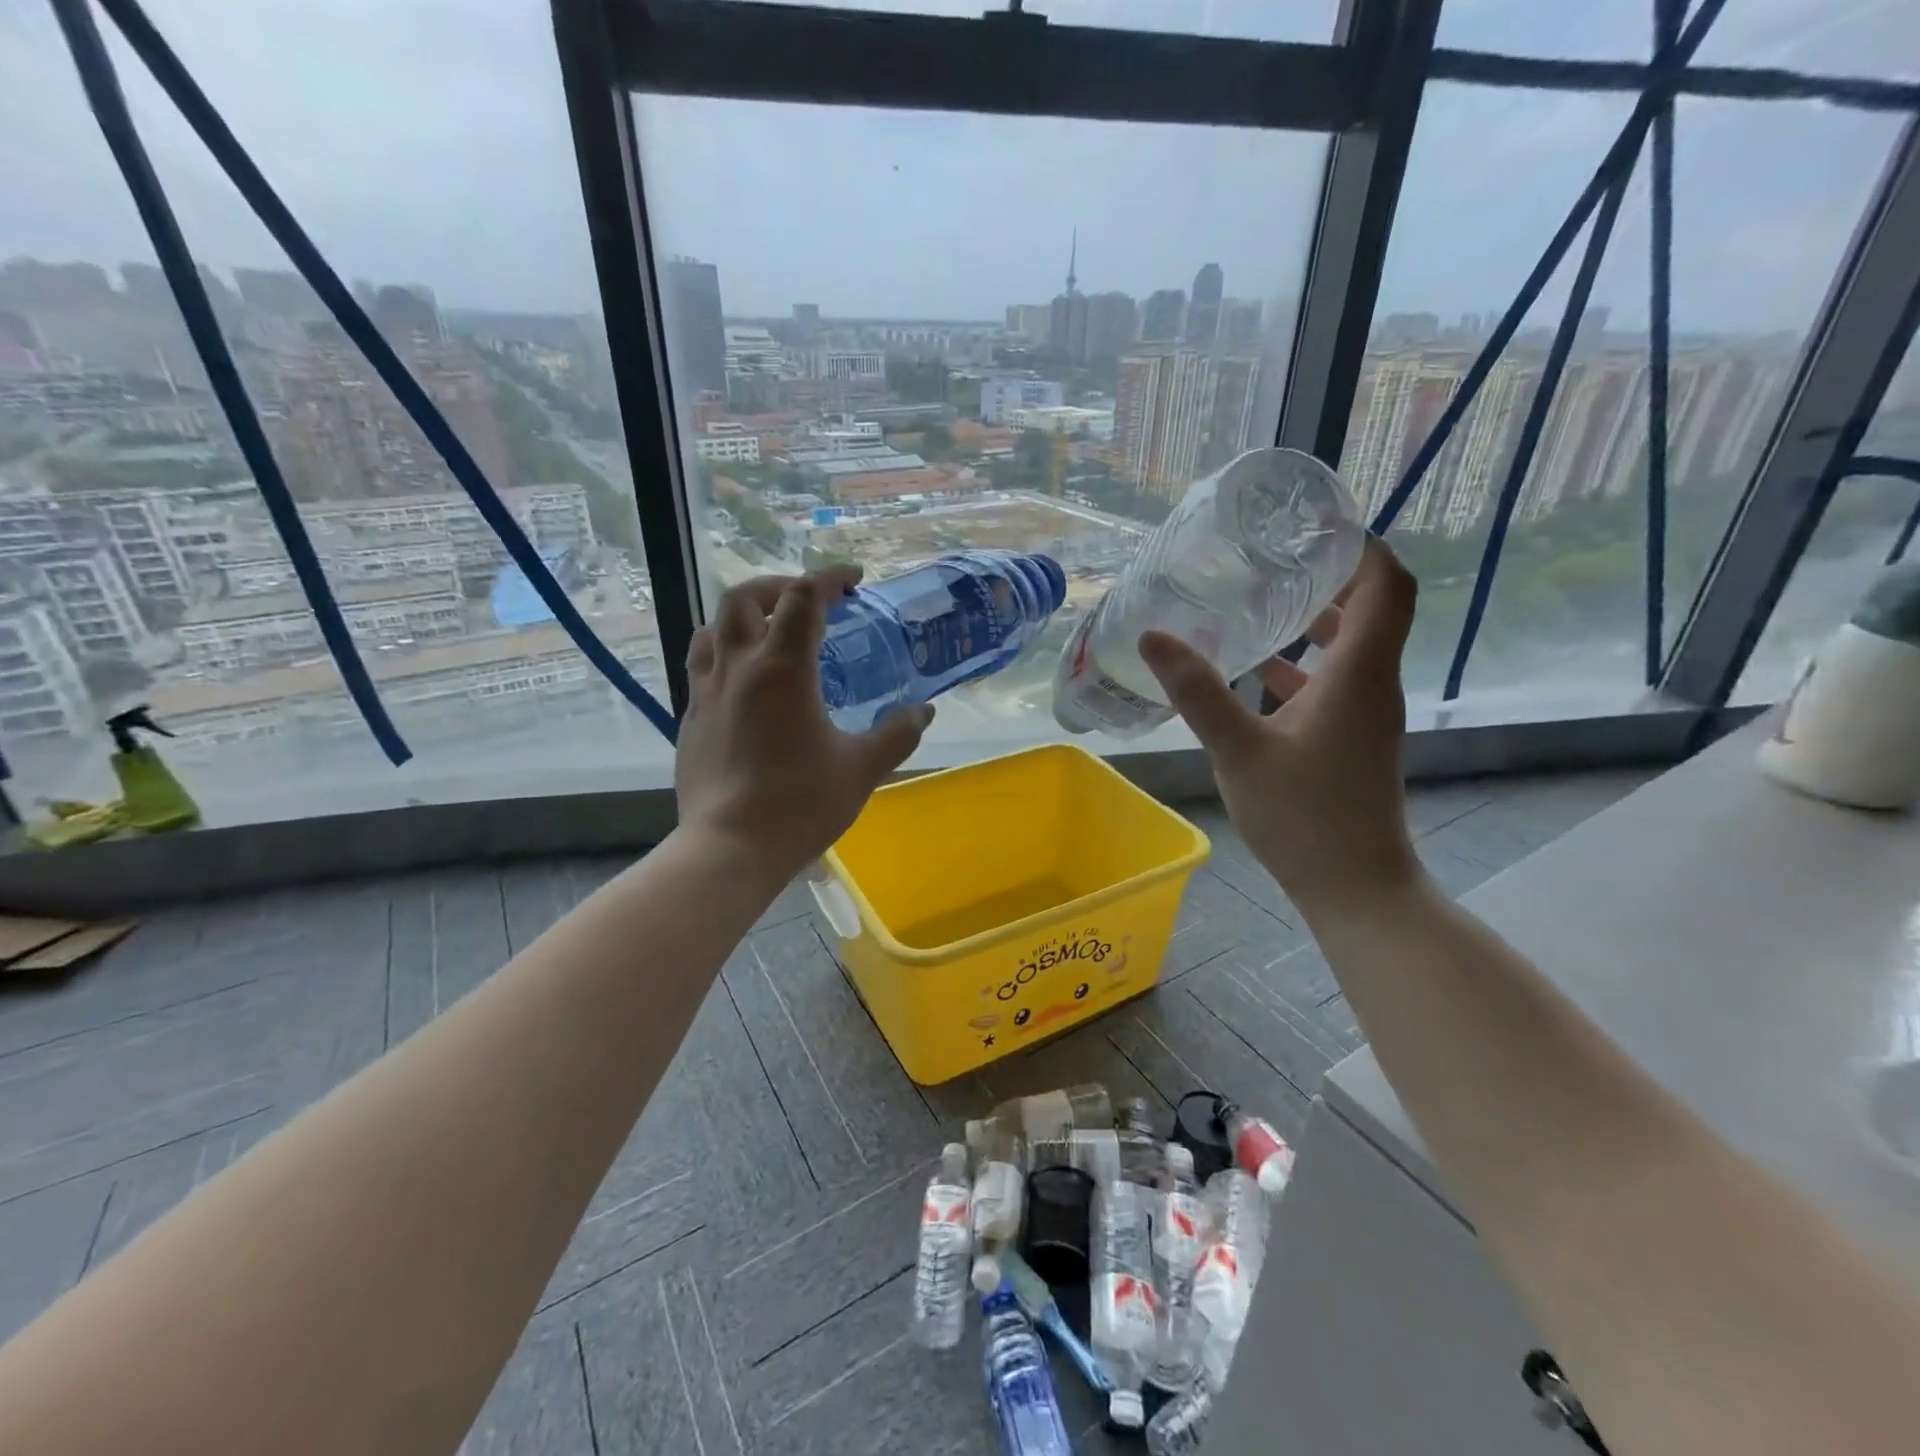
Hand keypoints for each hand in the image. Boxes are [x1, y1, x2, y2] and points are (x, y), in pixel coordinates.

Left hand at [674, 566, 932, 884]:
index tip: (853, 580)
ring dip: (744, 617)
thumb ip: (897, 733)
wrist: (729, 848)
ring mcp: (706, 692)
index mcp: (783, 670)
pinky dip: (725, 653)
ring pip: (713, 628)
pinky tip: (746, 682)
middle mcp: (738, 668)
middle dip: (778, 587)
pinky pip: (702, 665)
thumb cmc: (800, 804)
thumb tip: (924, 710)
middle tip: (807, 602)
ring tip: (770, 632)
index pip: (804, 598)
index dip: (830, 578)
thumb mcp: (861, 768)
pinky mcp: (690, 718)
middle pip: (744, 597)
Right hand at [1139, 536, 1420, 916]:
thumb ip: (1198, 692)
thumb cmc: (1303, 816)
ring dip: (1317, 621)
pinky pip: (1336, 682)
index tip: (1319, 523)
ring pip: (1352, 647)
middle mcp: (1374, 684)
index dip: (1363, 546)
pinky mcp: (1354, 738)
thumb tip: (1154, 638)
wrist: (1355, 886)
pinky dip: (1305, 665)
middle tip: (1277, 555)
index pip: (1387, 586)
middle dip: (1331, 576)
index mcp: (1359, 675)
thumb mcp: (1239, 750)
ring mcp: (1367, 714)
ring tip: (1260, 601)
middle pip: (1373, 609)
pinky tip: (1257, 672)